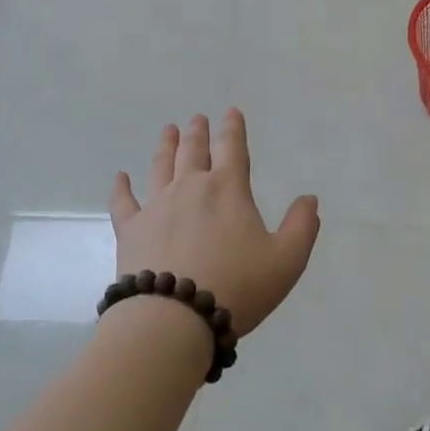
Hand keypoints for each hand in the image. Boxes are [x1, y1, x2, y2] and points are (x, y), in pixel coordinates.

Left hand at [109, 110, 320, 337]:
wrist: (174, 318)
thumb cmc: (237, 287)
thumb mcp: (286, 261)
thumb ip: (302, 226)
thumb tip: (309, 198)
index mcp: (228, 189)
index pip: (233, 148)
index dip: (233, 128)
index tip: (231, 112)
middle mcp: (190, 187)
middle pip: (194, 151)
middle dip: (198, 132)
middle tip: (197, 119)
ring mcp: (156, 206)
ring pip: (160, 166)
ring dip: (165, 146)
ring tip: (168, 130)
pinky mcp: (130, 229)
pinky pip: (123, 201)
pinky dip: (121, 187)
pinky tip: (120, 177)